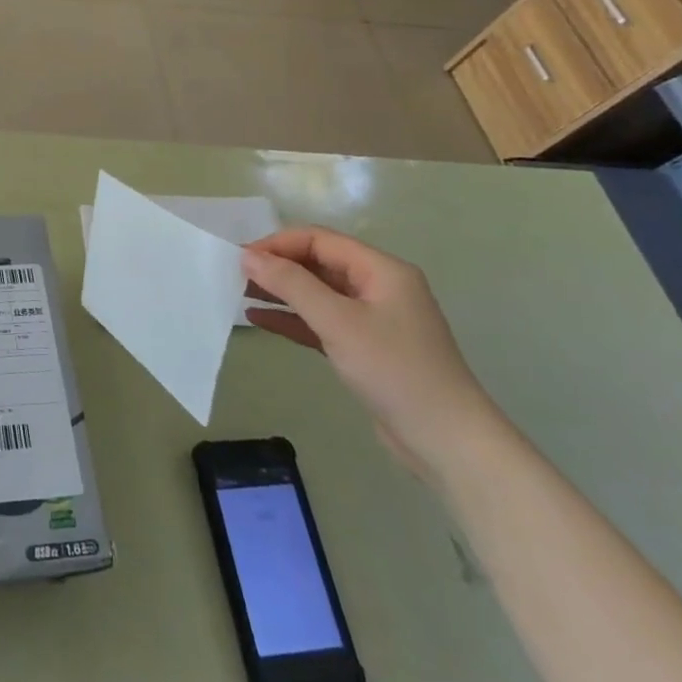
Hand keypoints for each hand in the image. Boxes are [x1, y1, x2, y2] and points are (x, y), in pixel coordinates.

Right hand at [243, 228, 503, 476]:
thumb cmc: (394, 370)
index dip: (278, 244)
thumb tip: (248, 256)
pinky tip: (259, 320)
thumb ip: (291, 284)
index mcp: (381, 270)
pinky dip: (292, 319)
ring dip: (280, 292)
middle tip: (234, 276)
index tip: (240, 258)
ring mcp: (373, 319)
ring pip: (317, 293)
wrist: (446, 441)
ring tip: (239, 294)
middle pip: (318, 263)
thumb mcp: (338, 322)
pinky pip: (320, 321)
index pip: (319, 240)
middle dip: (277, 266)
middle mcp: (378, 287)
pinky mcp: (365, 348)